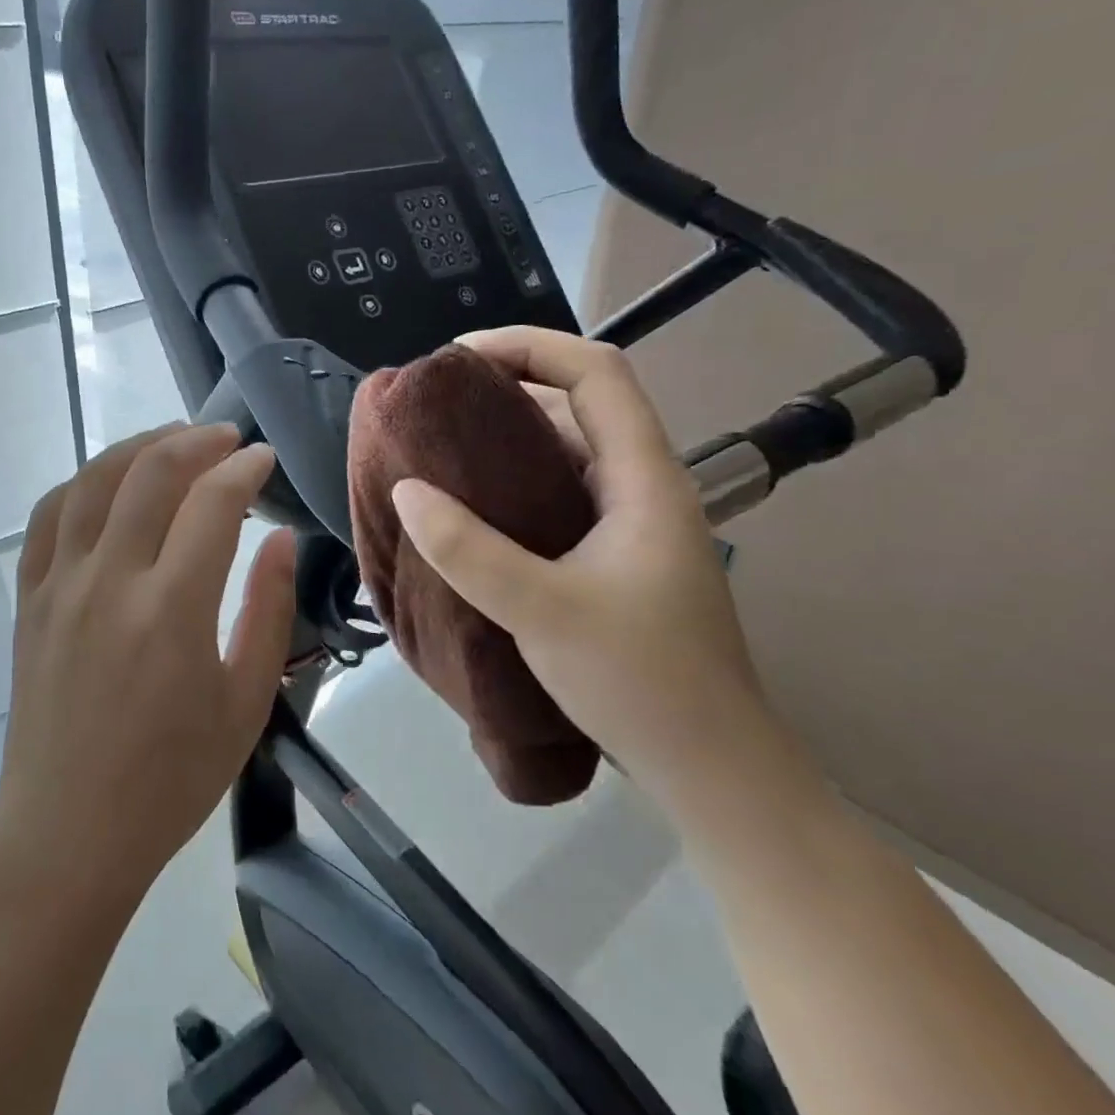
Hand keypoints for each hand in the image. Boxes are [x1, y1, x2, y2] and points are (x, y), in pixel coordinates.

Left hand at [0, 423, 296, 906]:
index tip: (264, 460)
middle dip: (196, 442)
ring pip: (93, 482)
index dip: (244, 469)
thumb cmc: (170, 779)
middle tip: (226, 440)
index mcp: (171, 610)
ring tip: (172, 441)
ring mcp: (60, 585)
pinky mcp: (29, 599)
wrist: (68, 833)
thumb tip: (280, 538)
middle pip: (151, 473)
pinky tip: (106, 482)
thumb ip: (268, 611)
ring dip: (137, 447)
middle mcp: (110, 581)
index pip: (212, 503)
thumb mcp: (245, 703)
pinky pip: (48, 517)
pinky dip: (81, 483)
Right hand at [390, 327, 772, 809]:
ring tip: (439, 449)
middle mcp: (641, 487)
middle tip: (435, 404)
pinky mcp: (612, 559)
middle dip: (507, 386)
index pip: (597, 372)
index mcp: (643, 479)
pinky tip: (470, 510)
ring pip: (566, 453)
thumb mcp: (542, 611)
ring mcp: (628, 525)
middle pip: (579, 404)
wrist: (708, 769)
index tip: (459, 357)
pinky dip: (511, 486)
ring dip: (506, 439)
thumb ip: (469, 550)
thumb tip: (406, 490)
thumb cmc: (640, 681)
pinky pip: (556, 497)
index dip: (530, 345)